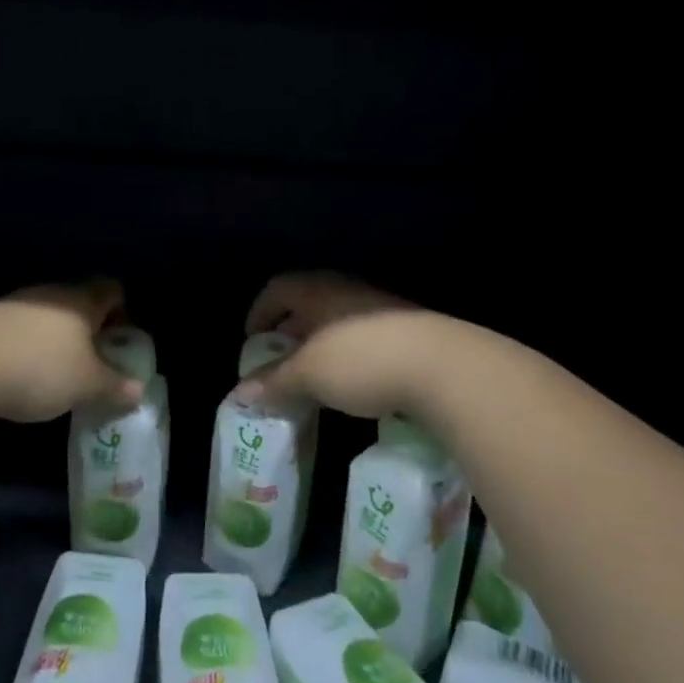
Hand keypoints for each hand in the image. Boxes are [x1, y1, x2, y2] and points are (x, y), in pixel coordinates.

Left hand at [0, 280, 143, 423]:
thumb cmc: (39, 368)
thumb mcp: (86, 385)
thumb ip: (114, 387)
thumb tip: (138, 390)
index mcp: (81, 301)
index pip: (111, 290)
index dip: (121, 313)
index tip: (119, 344)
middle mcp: (50, 293)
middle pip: (78, 303)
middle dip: (88, 332)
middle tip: (91, 365)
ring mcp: (14, 304)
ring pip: (46, 317)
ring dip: (55, 341)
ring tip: (55, 376)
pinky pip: (18, 330)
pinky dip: (26, 348)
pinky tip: (20, 376)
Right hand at [236, 271, 445, 420]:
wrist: (443, 366)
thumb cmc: (361, 360)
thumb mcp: (308, 375)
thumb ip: (274, 382)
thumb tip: (240, 393)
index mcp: (318, 291)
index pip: (278, 288)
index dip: (260, 311)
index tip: (251, 340)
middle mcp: (346, 292)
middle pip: (307, 303)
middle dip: (288, 332)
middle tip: (277, 361)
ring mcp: (380, 309)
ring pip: (336, 322)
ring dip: (319, 347)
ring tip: (311, 378)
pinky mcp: (406, 332)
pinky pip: (362, 339)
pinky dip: (346, 357)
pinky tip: (350, 384)